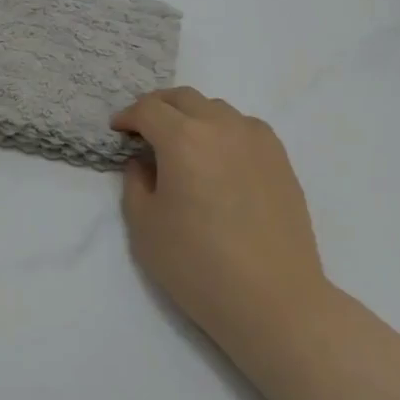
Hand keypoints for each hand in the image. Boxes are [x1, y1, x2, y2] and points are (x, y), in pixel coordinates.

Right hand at [110, 87, 329, 376]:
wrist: (274, 300)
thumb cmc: (199, 265)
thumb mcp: (144, 226)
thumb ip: (135, 182)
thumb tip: (143, 161)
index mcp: (184, 139)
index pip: (148, 109)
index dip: (128, 117)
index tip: (118, 132)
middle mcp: (222, 126)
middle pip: (183, 98)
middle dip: (157, 108)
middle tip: (144, 131)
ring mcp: (257, 139)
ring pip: (215, 108)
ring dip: (191, 117)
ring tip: (181, 146)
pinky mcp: (280, 158)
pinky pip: (243, 127)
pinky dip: (222, 130)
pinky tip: (218, 159)